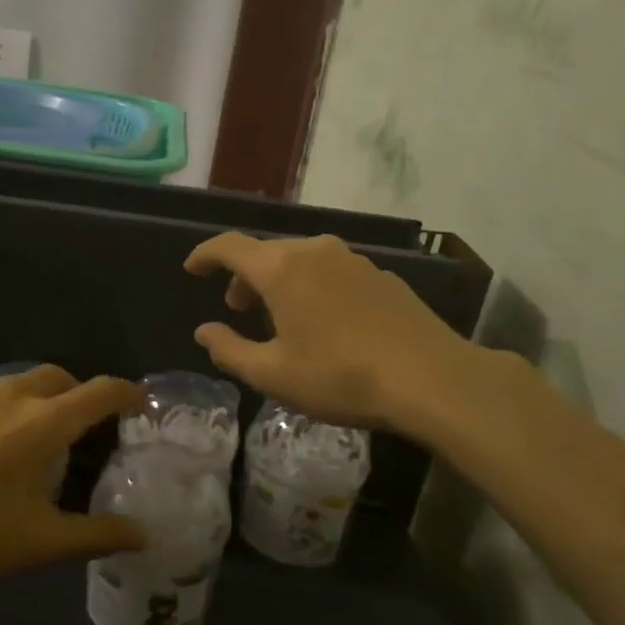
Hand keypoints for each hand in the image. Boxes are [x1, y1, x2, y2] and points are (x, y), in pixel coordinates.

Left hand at [0, 366, 145, 576]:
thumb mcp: (40, 541)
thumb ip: (97, 534)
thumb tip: (144, 535)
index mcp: (44, 422)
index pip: (101, 391)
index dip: (126, 392)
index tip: (137, 401)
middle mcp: (11, 393)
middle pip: (58, 378)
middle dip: (75, 394)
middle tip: (75, 428)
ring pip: (11, 385)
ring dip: (26, 404)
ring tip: (14, 443)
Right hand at [184, 232, 500, 444]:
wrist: (432, 379)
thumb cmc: (340, 377)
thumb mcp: (273, 374)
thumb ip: (229, 350)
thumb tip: (204, 331)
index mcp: (280, 269)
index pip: (229, 246)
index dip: (205, 254)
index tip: (192, 269)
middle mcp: (314, 251)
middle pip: (266, 252)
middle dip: (244, 276)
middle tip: (238, 308)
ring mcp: (352, 260)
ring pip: (300, 260)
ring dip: (279, 281)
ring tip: (281, 318)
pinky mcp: (381, 275)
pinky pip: (331, 271)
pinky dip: (313, 286)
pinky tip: (326, 322)